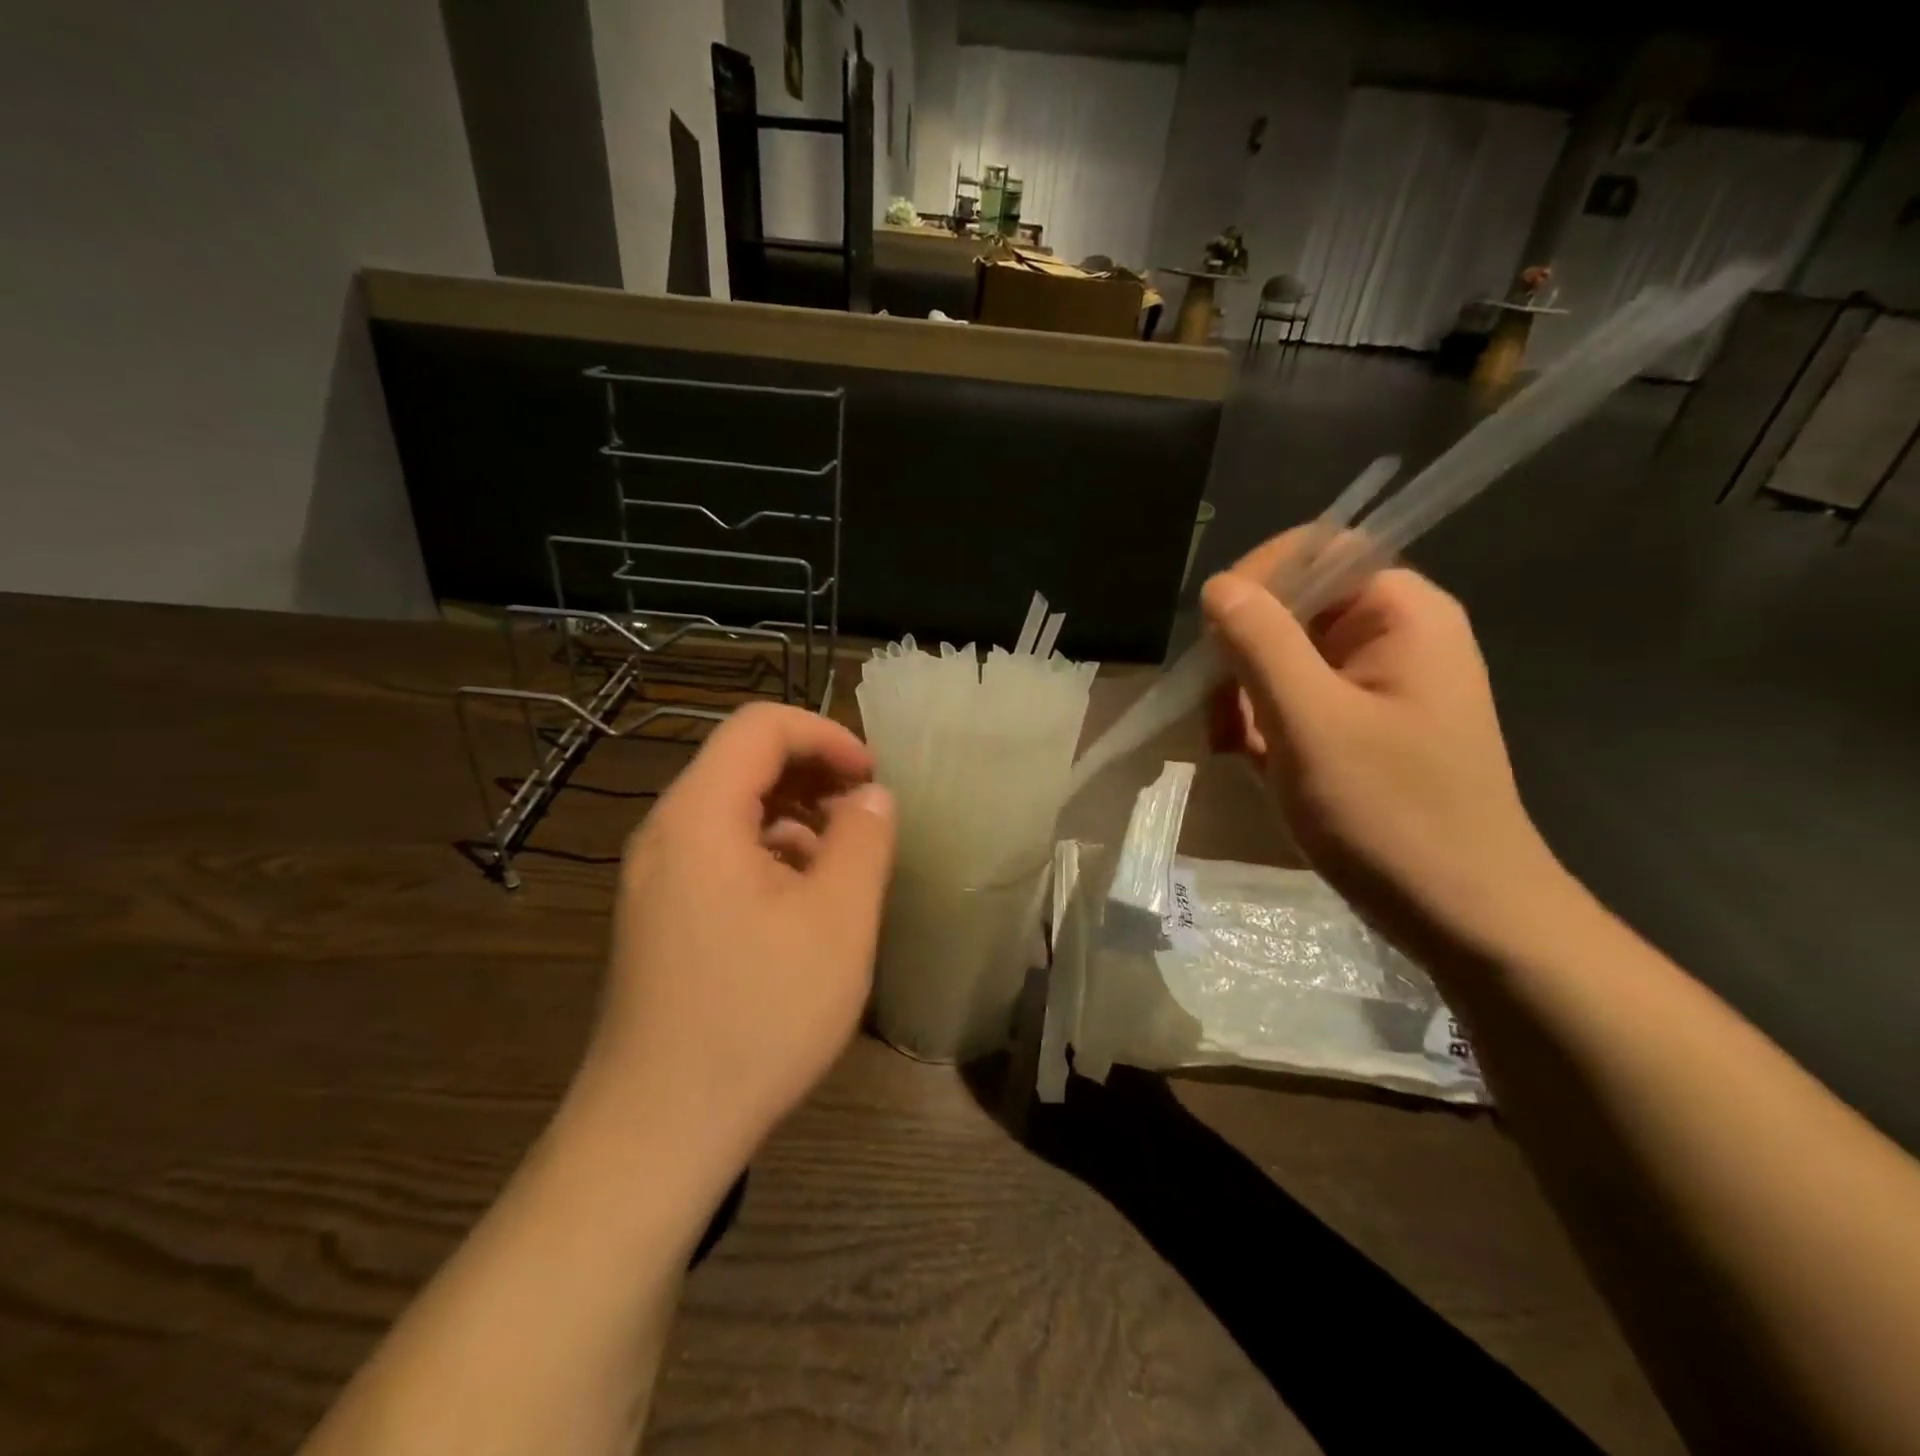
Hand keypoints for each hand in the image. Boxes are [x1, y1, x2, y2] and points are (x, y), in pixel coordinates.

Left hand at [571, 703, 895, 1192]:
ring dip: (796, 818)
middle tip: (867, 817)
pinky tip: (804, 905)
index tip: (872, 778)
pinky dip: (769, 855)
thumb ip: (864, 841)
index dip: (825, 735)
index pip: (760, 727)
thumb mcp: (837, 922)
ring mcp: (655, 878)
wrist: (657, 1132)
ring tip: (844, 864)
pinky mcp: (659, 917)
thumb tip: (871, 797)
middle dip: (813, 775)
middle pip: (742, 763)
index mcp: (699, 816)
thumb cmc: (758, 1015)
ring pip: (733, 811)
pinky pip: (719, 854)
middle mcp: (665, 833)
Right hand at [1200, 530, 1566, 961]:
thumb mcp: (1310, 722)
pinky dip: (1264, 727)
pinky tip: (1255, 766)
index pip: (1317, 550)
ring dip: (1245, 699)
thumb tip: (1218, 585)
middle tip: (1220, 718)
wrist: (1463, 917)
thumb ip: (1261, 643)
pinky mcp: (1362, 728)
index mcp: (1401, 614)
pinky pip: (1295, 702)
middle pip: (1292, 608)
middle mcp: (1393, 637)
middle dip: (1242, 657)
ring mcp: (1377, 686)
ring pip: (1283, 660)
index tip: (1213, 640)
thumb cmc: (1391, 814)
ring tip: (1234, 751)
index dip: (1257, 580)